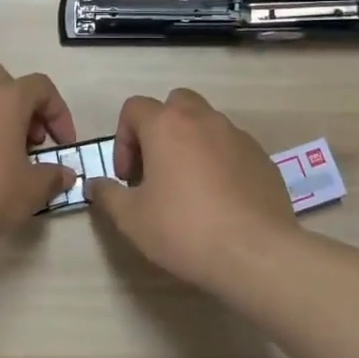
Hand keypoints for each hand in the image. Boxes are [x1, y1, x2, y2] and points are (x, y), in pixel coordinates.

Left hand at [0, 62, 78, 248]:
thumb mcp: (30, 190)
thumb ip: (52, 178)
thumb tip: (65, 174)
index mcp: (7, 97)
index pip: (42, 87)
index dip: (59, 113)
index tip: (63, 144)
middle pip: (4, 81)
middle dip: (22, 106)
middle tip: (30, 140)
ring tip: (3, 152)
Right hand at [86, 88, 298, 289]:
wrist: (256, 253)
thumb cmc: (184, 229)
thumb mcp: (131, 218)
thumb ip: (107, 195)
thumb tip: (95, 184)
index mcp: (167, 125)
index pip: (134, 108)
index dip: (123, 139)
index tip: (128, 176)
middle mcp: (204, 120)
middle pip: (175, 103)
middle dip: (160, 129)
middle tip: (156, 168)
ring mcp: (238, 136)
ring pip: (207, 124)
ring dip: (191, 143)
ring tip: (188, 187)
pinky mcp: (263, 158)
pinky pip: (232, 147)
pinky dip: (219, 161)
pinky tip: (219, 200)